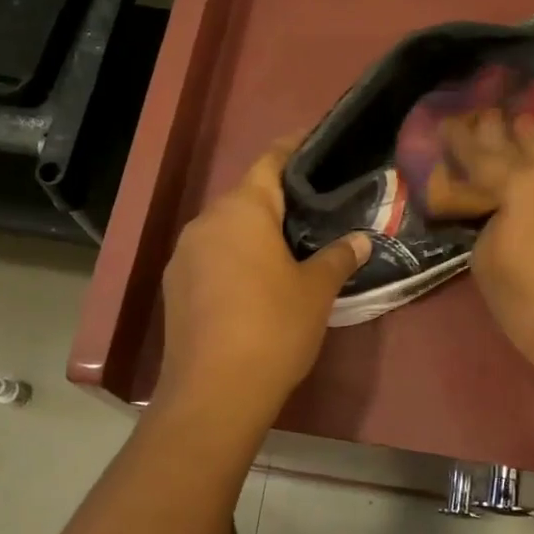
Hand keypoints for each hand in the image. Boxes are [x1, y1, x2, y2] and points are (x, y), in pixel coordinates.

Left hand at [156, 138, 370, 418]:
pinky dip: (234, 258)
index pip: (270, 162)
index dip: (294, 148)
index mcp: (242, 211)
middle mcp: (206, 222)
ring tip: (289, 246)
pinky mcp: (174, 286)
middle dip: (278, 199)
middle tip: (315, 209)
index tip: (316, 141)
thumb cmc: (273, 328)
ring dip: (254, 231)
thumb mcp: (316, 291)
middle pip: (245, 196)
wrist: (215, 391)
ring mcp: (184, 254)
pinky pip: (211, 256)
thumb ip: (338, 257)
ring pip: (226, 228)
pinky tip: (255, 282)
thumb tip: (359, 239)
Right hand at [442, 111, 533, 399]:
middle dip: (501, 131)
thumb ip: (491, 224)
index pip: (481, 156)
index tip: (447, 122)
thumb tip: (505, 214)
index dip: (460, 140)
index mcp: (521, 185)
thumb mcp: (487, 261)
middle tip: (487, 113)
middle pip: (523, 145)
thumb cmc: (530, 303)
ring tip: (525, 124)